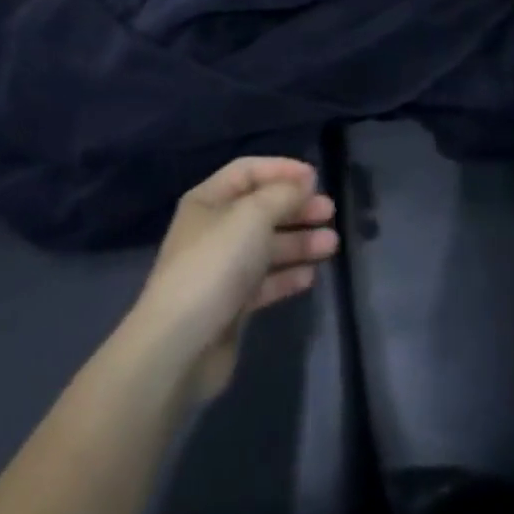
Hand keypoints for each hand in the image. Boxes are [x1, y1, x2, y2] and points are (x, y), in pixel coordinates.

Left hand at [133, 158, 338, 401]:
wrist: (181, 344)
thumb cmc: (216, 263)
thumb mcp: (253, 216)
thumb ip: (283, 194)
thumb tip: (303, 183)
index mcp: (208, 200)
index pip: (248, 171)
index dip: (281, 170)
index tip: (316, 178)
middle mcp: (214, 229)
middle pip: (262, 209)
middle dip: (296, 208)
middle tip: (329, 212)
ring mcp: (222, 268)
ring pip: (267, 246)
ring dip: (299, 242)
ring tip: (331, 244)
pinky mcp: (232, 304)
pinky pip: (265, 281)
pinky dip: (288, 275)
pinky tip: (311, 275)